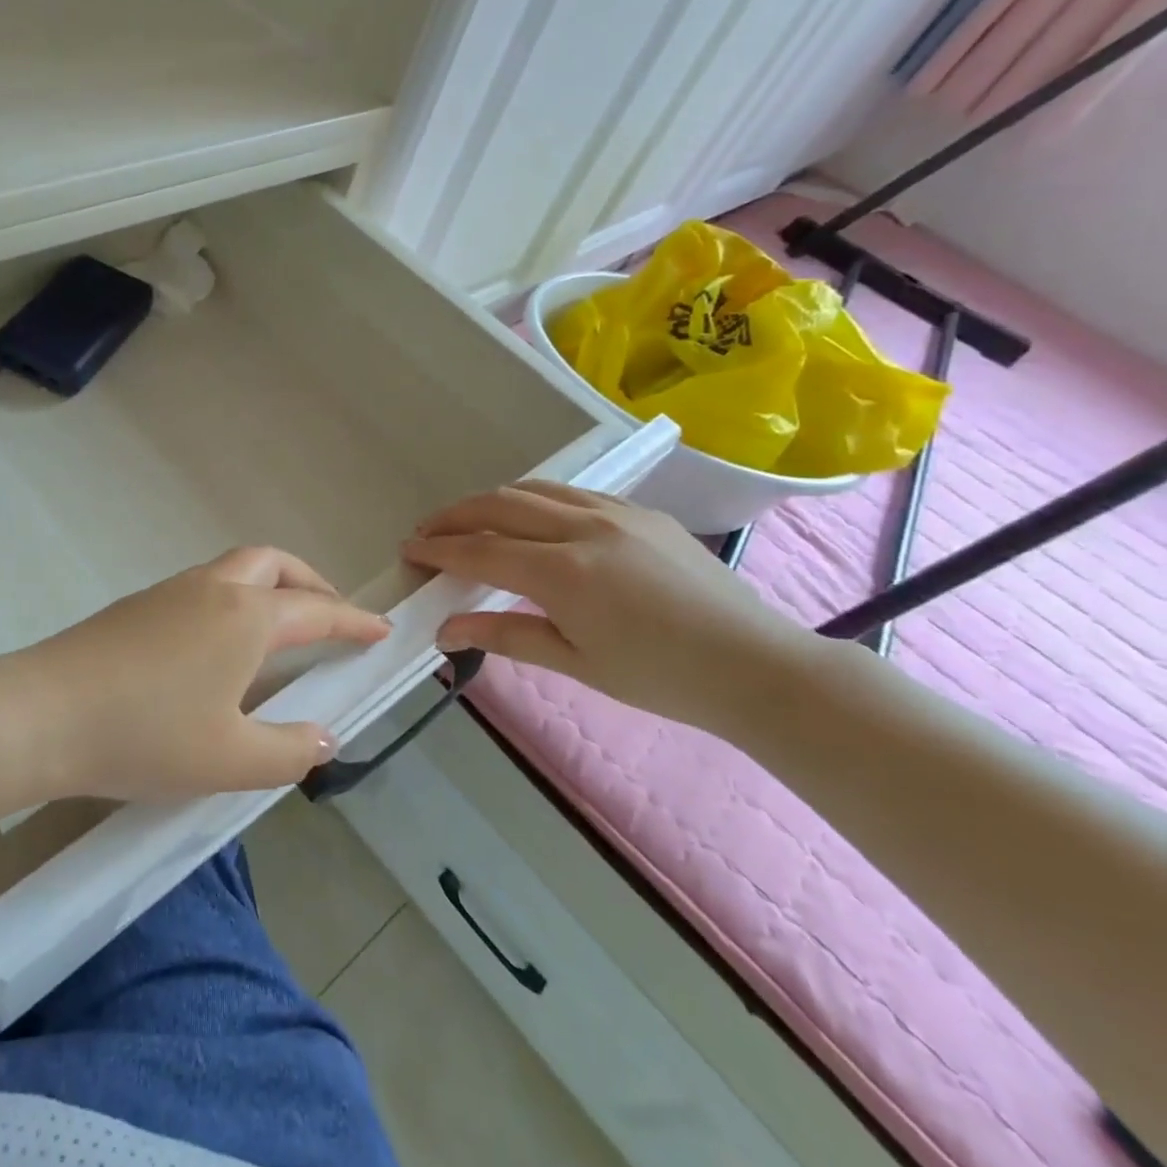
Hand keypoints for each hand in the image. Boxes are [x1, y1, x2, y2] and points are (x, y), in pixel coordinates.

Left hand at [20, 548, 391, 800]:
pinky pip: (202, 587)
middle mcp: (212, 589)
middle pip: (273, 563)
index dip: (353, 620)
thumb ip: (289, 750)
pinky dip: (231, 600)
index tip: (380, 629)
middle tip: (328, 616)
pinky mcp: (136, 605)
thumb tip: (324, 737)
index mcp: (246, 617)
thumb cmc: (147, 735)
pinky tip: (218, 647)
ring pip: (233, 569)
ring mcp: (169, 591)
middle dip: (309, 582)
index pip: (316, 609)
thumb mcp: (230, 759)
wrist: (43, 713)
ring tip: (277, 632)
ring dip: (267, 587)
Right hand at [400, 482, 817, 732]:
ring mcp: (616, 512)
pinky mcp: (642, 512)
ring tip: (469, 521)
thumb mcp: (574, 663)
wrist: (757, 667)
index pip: (480, 550)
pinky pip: (572, 492)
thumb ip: (504, 635)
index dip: (438, 549)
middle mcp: (584, 527)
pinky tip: (531, 520)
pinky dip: (535, 499)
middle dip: (454, 515)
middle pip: (498, 504)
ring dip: (491, 501)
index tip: (408, 550)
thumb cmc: (661, 678)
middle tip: (427, 533)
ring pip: (534, 488)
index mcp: (564, 571)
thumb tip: (445, 631)